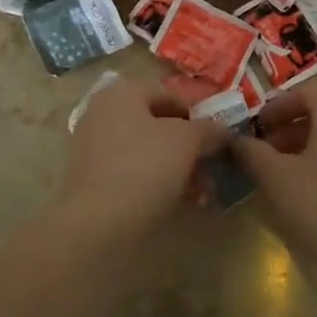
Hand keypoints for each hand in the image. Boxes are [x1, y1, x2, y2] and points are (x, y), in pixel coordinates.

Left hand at [60, 77, 227, 236]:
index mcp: (122, 92)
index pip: (169, 95)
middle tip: (211, 168)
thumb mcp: (187, 141)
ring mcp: (94, 146)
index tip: (217, 139)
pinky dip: (157, 182)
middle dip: (189, 147)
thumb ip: (208, 129)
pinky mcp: (92, 179)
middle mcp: (103, 112)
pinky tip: (180, 202)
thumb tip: (224, 130)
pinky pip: (133, 172)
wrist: (98, 223)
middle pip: (157, 124)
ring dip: (177, 167)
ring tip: (202, 193)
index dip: (197, 115)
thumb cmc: (145, 167)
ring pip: (147, 150)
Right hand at [237, 79, 316, 286]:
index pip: (306, 90)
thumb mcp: (279, 180)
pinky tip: (309, 198)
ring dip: (304, 149)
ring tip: (281, 177)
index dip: (277, 105)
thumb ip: (253, 154)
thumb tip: (237, 140)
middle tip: (264, 153)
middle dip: (288, 128)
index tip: (257, 128)